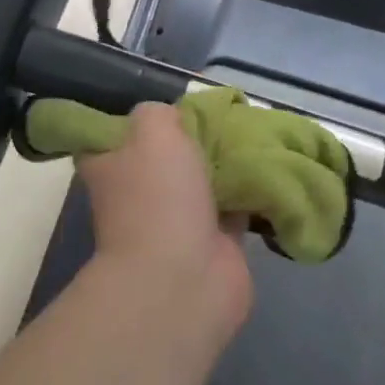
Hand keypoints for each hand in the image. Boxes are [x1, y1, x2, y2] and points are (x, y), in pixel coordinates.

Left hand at [76, 103, 252, 326]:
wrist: (182, 279)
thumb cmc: (158, 196)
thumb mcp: (153, 130)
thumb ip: (160, 112)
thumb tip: (174, 117)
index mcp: (112, 165)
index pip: (116, 133)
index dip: (141, 119)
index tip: (173, 104)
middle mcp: (140, 191)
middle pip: (169, 153)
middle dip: (197, 136)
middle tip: (228, 114)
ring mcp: (177, 219)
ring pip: (205, 178)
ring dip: (228, 163)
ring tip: (258, 135)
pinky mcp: (215, 242)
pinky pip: (236, 205)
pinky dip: (252, 191)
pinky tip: (272, 169)